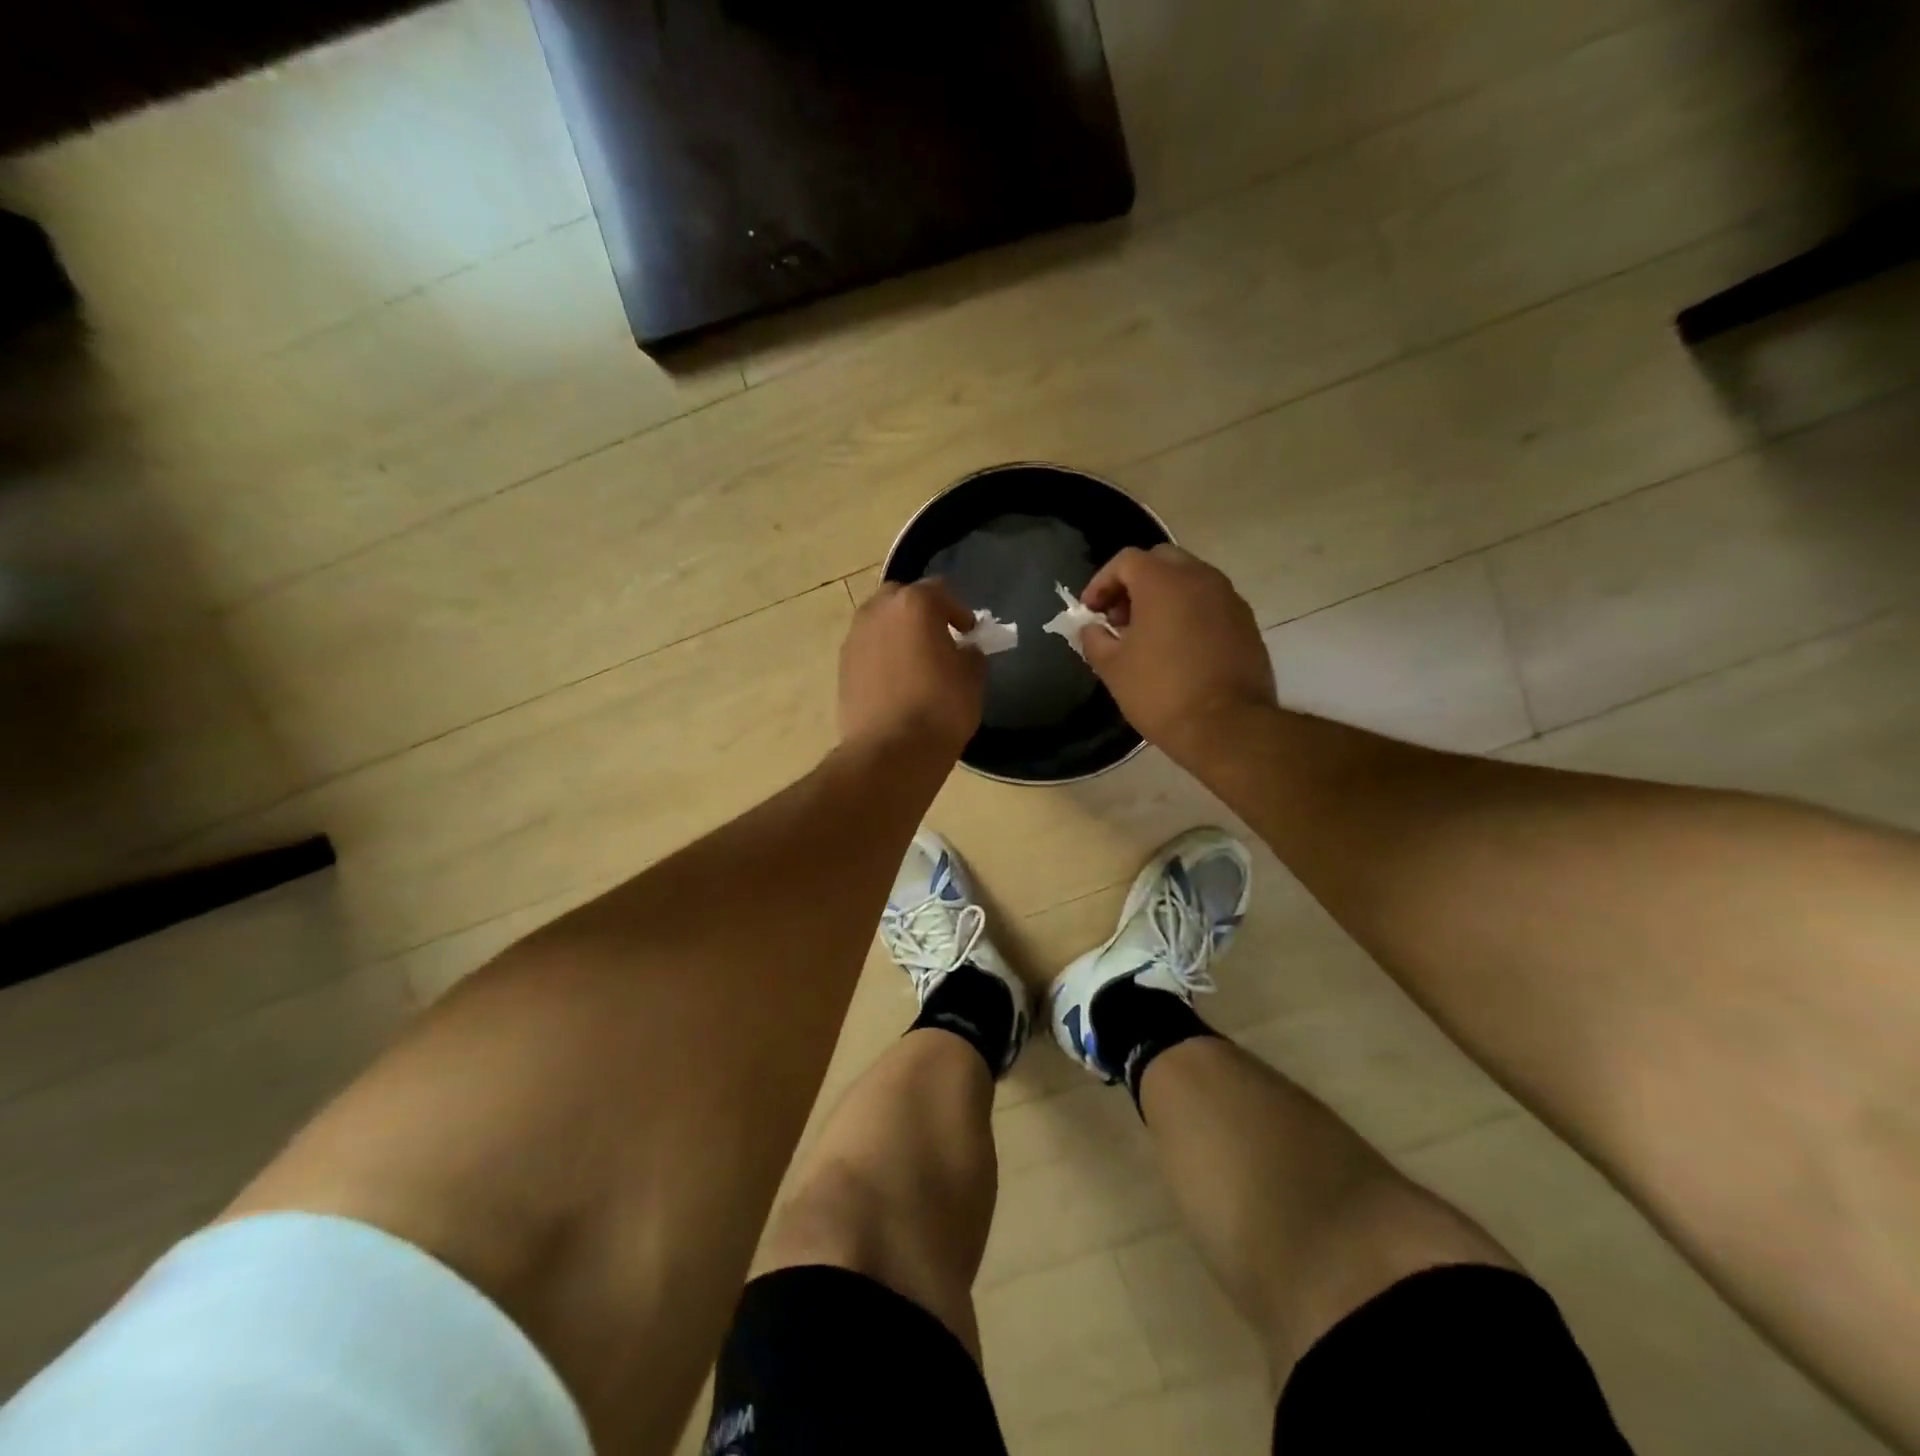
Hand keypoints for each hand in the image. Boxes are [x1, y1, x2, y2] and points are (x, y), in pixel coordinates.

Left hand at [839, 579, 986, 757]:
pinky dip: (882, 655)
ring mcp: (855, 638)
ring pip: (879, 622)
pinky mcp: (842, 667)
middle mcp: (878, 611)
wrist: (891, 751)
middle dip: (920, 612)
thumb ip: (970, 654)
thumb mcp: (972, 679)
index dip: (958, 611)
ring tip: (915, 660)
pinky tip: (896, 681)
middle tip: (938, 637)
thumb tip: (963, 651)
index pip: (940, 591)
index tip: (969, 631)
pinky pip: (867, 649)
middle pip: (901, 598)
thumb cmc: (940, 708)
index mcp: (914, 604)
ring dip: (897, 632)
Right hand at [1080, 545, 1276, 760]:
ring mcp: (1229, 598)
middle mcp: (1200, 578)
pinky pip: (1210, 603)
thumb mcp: (1112, 667)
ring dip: (1163, 597)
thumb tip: (1092, 628)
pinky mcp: (1246, 622)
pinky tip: (1177, 648)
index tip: (1090, 612)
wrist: (1226, 726)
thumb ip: (1094, 638)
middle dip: (1134, 583)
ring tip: (1147, 635)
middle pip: (1161, 561)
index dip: (1101, 583)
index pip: (1125, 561)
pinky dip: (1188, 613)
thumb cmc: (1160, 692)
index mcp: (1163, 581)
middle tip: (1119, 618)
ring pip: (1189, 580)